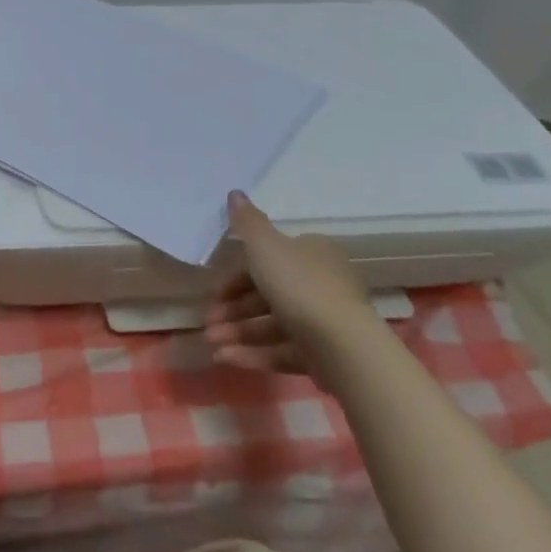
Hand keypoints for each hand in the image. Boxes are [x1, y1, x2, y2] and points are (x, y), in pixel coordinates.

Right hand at [203, 190, 372, 385]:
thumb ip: (247, 222)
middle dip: (233, 309)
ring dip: (238, 333)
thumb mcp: (265, 246)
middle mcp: (321, 285)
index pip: (270, 261)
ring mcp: (323, 323)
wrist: (342, 344)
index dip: (238, 275)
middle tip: (208, 321)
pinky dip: (253, 354)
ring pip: (272, 325)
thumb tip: (235, 193)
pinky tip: (224, 359)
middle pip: (268, 295)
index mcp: (312, 254)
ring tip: (211, 344)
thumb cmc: (299, 285)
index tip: (215, 291)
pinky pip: (281, 351)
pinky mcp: (322, 356)